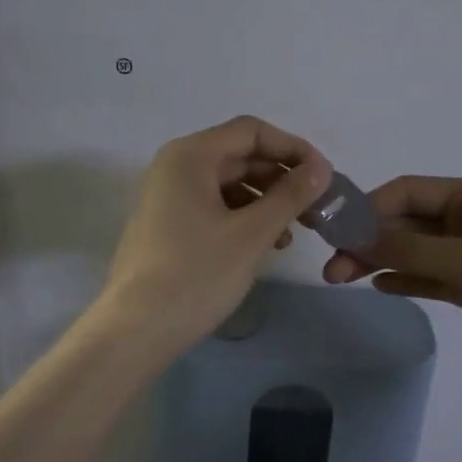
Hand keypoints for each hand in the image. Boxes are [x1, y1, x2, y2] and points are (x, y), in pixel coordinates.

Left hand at [100, 116, 333, 355]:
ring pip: (228, 183)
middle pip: (239, 155)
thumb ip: (290, 195)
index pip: (251, 131)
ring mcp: (167, 196)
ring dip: (265, 200)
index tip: (324, 175)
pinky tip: (264, 243)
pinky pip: (213, 205)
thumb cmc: (197, 274)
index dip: (292, 148)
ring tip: (292, 232)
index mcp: (190, 156)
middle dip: (281, 177)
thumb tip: (320, 169)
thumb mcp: (252, 233)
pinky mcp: (166, 224)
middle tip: (315, 206)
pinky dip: (243, 217)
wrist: (137, 329)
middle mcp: (175, 166)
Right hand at [322, 176, 461, 396]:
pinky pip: (430, 276)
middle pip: (407, 221)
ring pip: (415, 250)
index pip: (406, 191)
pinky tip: (379, 286)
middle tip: (331, 269)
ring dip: (380, 260)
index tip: (331, 233)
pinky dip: (405, 278)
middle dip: (368, 239)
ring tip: (341, 279)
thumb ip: (410, 248)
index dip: (367, 208)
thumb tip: (354, 236)